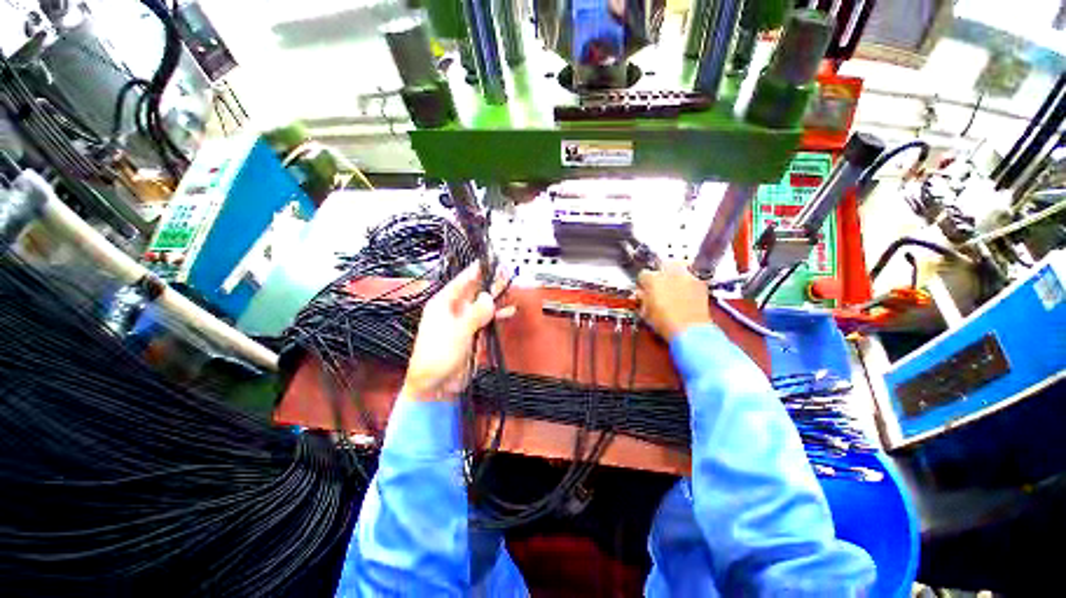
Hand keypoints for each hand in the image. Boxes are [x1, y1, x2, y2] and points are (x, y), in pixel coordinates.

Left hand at [402, 262, 514, 400]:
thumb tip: (489, 297)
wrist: (436, 385)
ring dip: (496, 297)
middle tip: (505, 271)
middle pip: (475, 291)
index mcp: (443, 304)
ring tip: (509, 286)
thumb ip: (475, 313)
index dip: (475, 270)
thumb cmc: (436, 357)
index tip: (488, 261)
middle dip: (490, 281)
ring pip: (484, 304)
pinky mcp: (474, 334)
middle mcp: (455, 310)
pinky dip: (499, 315)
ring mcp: (466, 322)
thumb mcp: (456, 331)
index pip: (462, 281)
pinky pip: (489, 320)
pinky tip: (509, 310)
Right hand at [636, 261, 711, 341]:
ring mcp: (686, 276)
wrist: (690, 331)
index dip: (643, 283)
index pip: (643, 274)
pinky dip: (687, 282)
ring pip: (678, 267)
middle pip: (662, 265)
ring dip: (674, 274)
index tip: (644, 289)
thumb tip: (641, 294)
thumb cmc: (665, 324)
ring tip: (673, 286)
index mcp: (652, 280)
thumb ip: (642, 299)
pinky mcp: (700, 283)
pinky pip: (691, 277)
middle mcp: (669, 273)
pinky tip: (686, 293)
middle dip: (660, 273)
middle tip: (659, 285)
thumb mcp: (645, 313)